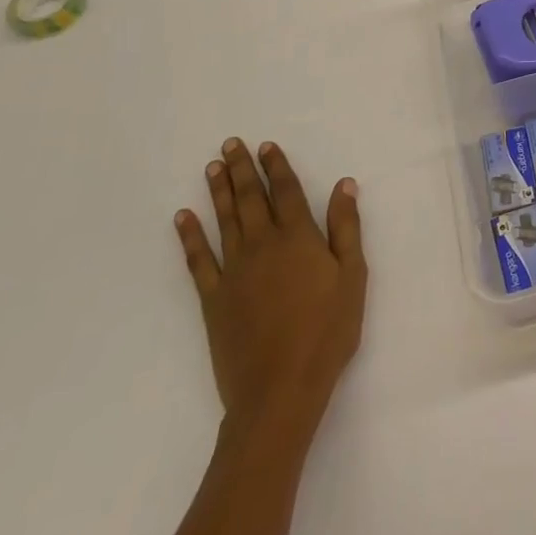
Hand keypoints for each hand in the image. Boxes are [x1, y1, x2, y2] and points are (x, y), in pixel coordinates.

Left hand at [174, 138, 366, 438]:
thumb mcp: (353, 277)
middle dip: (241, 169)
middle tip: (230, 144)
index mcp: (298, 238)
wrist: (279, 389)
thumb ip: (346, 228)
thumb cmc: (327, 331)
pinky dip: (189, 236)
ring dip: (219, 191)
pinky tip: (182, 218)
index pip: (287, 191)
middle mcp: (263, 245)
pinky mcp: (213, 298)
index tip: (266, 146)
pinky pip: (198, 260)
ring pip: (225, 220)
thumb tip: (344, 184)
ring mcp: (234, 271)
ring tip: (212, 168)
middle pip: (251, 198)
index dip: (277, 166)